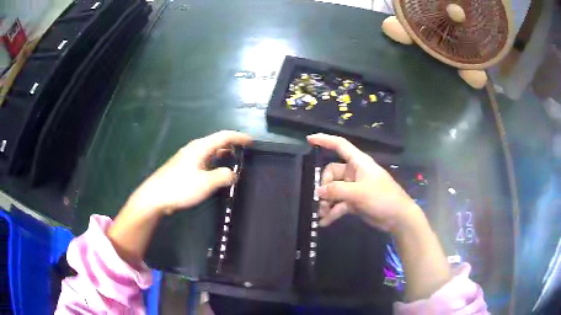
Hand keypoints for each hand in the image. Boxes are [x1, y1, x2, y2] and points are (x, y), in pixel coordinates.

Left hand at [126, 130, 251, 214]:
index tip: (251, 142)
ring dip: (222, 154)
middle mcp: (194, 148)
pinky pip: (204, 160)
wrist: (155, 196)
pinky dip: (214, 162)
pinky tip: (215, 172)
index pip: (224, 136)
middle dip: (231, 145)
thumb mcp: (206, 183)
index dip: (239, 137)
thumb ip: (223, 176)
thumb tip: (233, 174)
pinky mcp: (183, 167)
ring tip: (232, 161)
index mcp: (200, 147)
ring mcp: (187, 157)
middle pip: (216, 142)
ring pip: (209, 151)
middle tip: (244, 153)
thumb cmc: (181, 187)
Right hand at [307, 133, 418, 232]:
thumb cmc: (382, 198)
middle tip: (321, 201)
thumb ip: (337, 190)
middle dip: (324, 186)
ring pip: (333, 190)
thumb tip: (318, 191)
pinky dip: (332, 212)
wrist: (398, 218)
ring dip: (326, 202)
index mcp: (358, 163)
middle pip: (332, 173)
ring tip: (321, 214)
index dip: (325, 140)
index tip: (309, 139)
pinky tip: (324, 222)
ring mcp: (354, 188)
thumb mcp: (359, 193)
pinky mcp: (354, 201)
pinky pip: (339, 204)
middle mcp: (354, 173)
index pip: (340, 145)